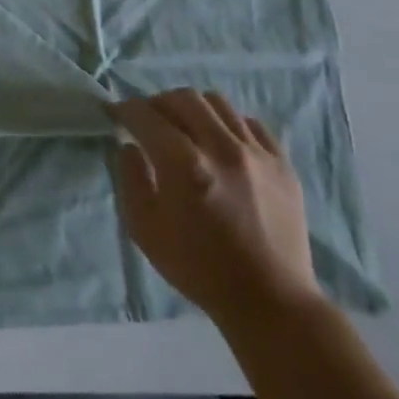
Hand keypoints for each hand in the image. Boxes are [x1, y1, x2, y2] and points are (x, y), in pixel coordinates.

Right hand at [110, 89, 320, 333]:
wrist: (270, 300)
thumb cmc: (197, 267)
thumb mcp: (143, 228)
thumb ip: (130, 178)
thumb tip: (130, 146)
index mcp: (184, 165)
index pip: (145, 115)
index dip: (124, 109)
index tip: (115, 113)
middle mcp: (222, 149)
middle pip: (183, 98)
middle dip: (157, 103)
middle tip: (148, 121)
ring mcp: (257, 155)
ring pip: (218, 103)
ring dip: (192, 108)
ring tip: (184, 127)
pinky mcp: (282, 165)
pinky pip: (251, 124)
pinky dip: (228, 124)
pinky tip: (220, 143)